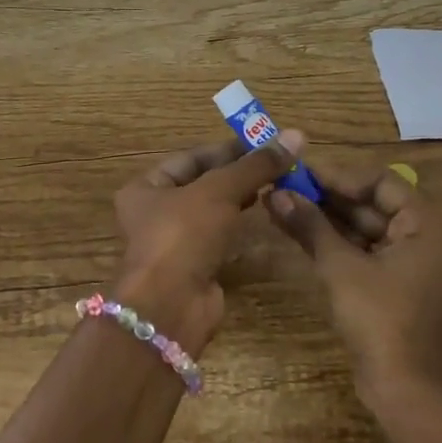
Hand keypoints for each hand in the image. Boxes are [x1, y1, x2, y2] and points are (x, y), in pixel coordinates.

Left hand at [111, 131, 306, 354]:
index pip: (192, 157)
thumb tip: (295, 135)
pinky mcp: (195, 266)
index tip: (266, 141)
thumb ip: (255, 165)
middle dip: (239, 172)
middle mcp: (155, 212)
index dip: (229, 148)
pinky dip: (239, 224)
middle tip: (278, 162)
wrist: (171, 306)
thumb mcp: (219, 191)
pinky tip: (263, 213)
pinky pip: (219, 236)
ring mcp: (175, 242)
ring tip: (276, 183)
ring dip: (241, 197)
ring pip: (213, 211)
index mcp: (146, 187)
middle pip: (203, 183)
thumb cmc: (183, 235)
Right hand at [266, 156, 441, 421]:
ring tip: (279, 205)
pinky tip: (295, 231)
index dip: (337, 175)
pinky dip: (330, 241)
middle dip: (325, 196)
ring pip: (360, 227)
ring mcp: (404, 261)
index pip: (378, 181)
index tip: (298, 172)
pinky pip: (358, 249)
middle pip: (368, 202)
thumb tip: (276, 192)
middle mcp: (419, 235)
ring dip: (323, 218)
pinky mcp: (388, 283)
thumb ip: (310, 225)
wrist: (406, 387)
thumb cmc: (381, 319)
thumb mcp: (341, 267)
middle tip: (281, 186)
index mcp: (423, 223)